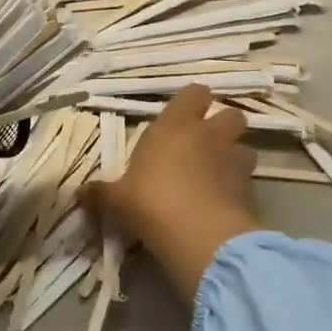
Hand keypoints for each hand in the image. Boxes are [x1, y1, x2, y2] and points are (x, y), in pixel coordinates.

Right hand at [85, 85, 260, 300]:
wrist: (200, 236)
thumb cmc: (151, 202)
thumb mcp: (117, 200)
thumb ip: (101, 193)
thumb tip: (79, 193)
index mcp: (175, 126)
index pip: (194, 93)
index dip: (192, 102)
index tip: (182, 116)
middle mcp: (209, 135)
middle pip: (231, 115)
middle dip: (222, 127)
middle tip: (204, 145)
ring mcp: (235, 161)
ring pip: (245, 148)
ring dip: (234, 158)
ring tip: (219, 176)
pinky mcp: (252, 191)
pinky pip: (248, 182)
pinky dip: (239, 190)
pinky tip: (224, 206)